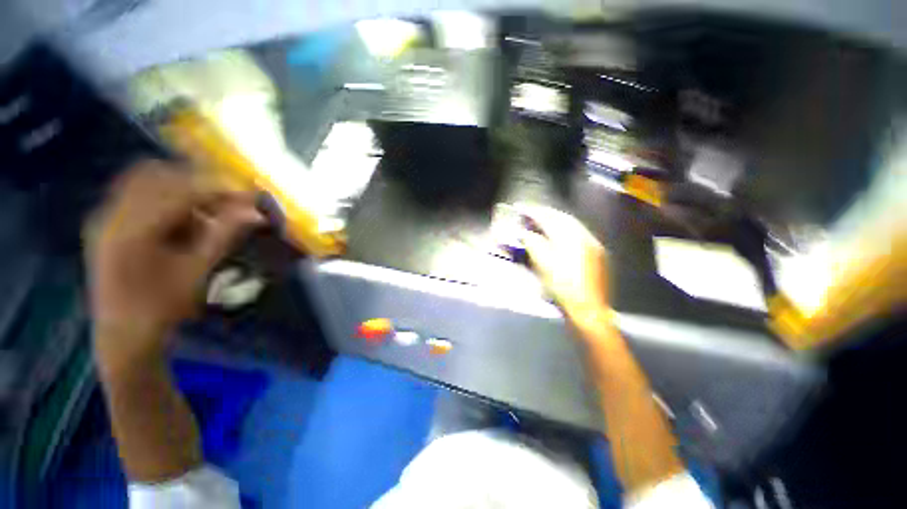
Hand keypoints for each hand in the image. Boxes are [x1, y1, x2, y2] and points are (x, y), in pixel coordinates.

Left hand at [87, 160, 262, 371]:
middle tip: (230, 200)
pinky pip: (139, 195)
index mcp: (131, 231)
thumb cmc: (161, 308)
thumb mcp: (197, 272)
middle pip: (158, 175)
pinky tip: (185, 221)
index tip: (249, 194)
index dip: (218, 188)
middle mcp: (111, 215)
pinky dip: (167, 200)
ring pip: (147, 181)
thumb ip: (224, 236)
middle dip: (199, 183)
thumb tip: (257, 215)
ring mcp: (105, 217)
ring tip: (209, 211)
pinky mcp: (107, 223)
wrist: (123, 334)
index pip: (179, 191)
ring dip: (183, 190)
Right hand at [518, 205, 609, 327]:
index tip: (522, 209)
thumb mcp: (542, 264)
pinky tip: (559, 235)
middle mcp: (584, 236)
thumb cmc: (562, 286)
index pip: (549, 218)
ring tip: (543, 222)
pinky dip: (566, 231)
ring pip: (572, 225)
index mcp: (570, 237)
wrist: (588, 308)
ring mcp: (592, 244)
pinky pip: (579, 234)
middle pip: (562, 218)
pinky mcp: (596, 253)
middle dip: (546, 214)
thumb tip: (525, 233)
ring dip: (556, 221)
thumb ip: (533, 243)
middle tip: (532, 213)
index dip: (534, 213)